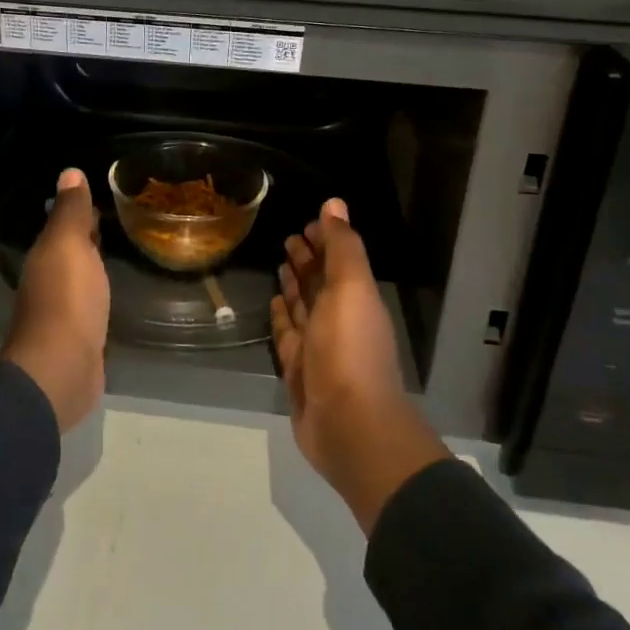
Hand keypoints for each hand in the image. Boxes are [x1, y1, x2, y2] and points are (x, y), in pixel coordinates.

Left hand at [1, 168, 109, 432]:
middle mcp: (50, 281)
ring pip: (82, 278)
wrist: (61, 369)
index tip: (105, 195)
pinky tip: (116, 293)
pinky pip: (92, 305)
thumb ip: (70, 211)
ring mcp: (64, 312)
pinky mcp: (80, 337)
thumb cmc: (67, 299)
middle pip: (71, 251)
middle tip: (121, 220)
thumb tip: (69, 172)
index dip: (80, 210)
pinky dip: (101, 294)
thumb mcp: (69, 245)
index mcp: (46, 256)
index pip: (64, 224)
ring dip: (95, 266)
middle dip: (89, 236)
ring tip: (124, 252)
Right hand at [272, 199, 448, 532]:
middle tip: (288, 238)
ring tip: (279, 264)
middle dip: (307, 259)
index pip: (338, 259)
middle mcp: (338, 319)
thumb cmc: (350, 349)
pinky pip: (288, 334)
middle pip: (320, 282)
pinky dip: (282, 316)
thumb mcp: (351, 288)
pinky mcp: (298, 370)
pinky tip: (274, 303)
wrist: (349, 425)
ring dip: (294, 285)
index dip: (325, 240)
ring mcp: (318, 346)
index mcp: (355, 298)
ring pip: (303, 307)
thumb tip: (334, 203)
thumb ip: (343, 246)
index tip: (306, 222)